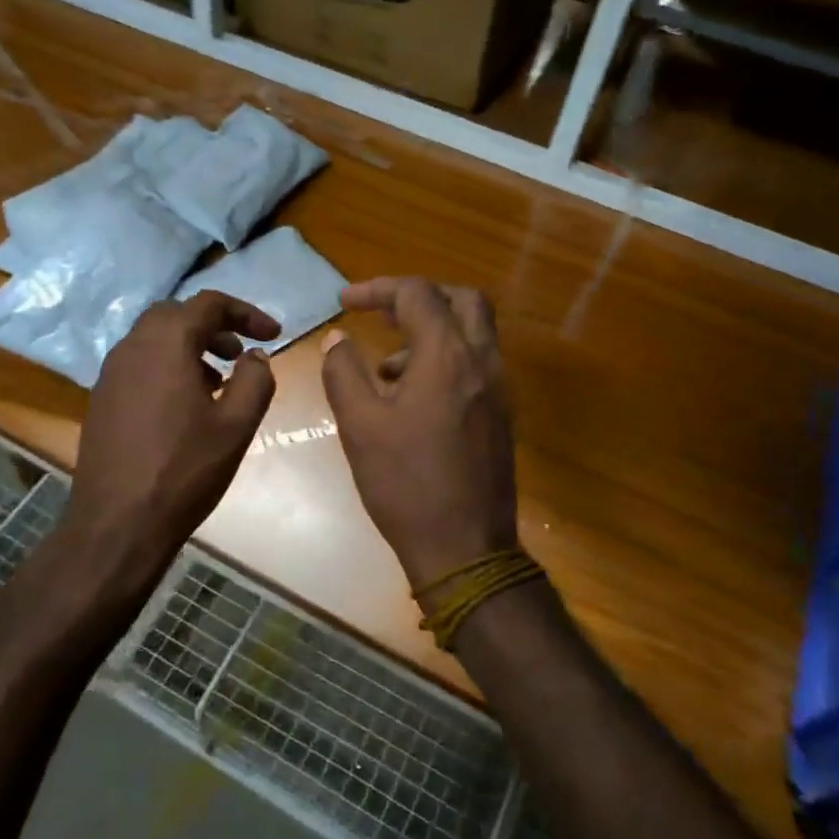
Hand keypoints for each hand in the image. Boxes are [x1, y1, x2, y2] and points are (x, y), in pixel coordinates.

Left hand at [58, 292, 278, 588]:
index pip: (209, 304)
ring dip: (189, 346)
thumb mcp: (237, 425)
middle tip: (241, 353)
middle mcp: (132, 347)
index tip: (274, 334)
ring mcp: (110, 373)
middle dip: (214, 325)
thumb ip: (255, 380)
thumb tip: (256, 356)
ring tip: (218, 380)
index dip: (246, 313)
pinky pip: (139, 364)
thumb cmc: (184, 470)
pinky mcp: (101, 399)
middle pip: (176, 314)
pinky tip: (185, 405)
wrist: (117, 523)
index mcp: (166, 344)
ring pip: (154, 339)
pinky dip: (167, 366)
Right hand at [320, 277, 518, 589]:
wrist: (466, 549)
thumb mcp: (360, 427)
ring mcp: (499, 390)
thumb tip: (336, 339)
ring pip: (474, 333)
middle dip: (420, 297)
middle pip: (463, 300)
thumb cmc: (406, 485)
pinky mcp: (502, 416)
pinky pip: (477, 364)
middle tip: (385, 313)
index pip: (418, 294)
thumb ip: (343, 373)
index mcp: (447, 357)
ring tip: (386, 369)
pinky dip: (446, 360)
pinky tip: (412, 401)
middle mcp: (483, 362)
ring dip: (433, 331)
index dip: (378, 289)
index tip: (345, 303)